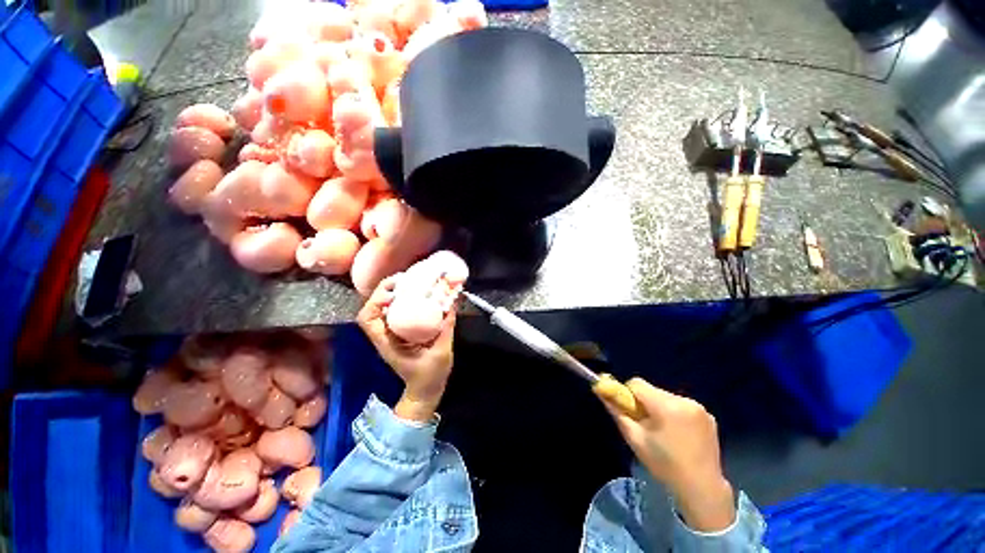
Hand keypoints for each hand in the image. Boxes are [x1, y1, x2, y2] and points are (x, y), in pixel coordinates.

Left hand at [356, 275, 456, 421]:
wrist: (426, 389)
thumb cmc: (430, 374)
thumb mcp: (441, 350)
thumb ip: (446, 326)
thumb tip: (452, 302)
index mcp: (388, 343)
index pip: (367, 318)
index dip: (376, 301)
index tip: (395, 291)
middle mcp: (385, 335)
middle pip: (373, 307)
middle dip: (385, 289)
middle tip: (406, 278)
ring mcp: (391, 333)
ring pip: (383, 308)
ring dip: (393, 292)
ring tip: (411, 281)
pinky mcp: (400, 332)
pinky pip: (396, 311)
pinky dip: (403, 299)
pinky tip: (417, 293)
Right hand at [603, 378, 735, 531]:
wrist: (702, 489)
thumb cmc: (664, 464)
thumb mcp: (635, 439)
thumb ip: (617, 412)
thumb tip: (600, 391)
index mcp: (665, 406)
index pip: (636, 383)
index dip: (627, 394)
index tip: (629, 412)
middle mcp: (684, 400)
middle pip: (652, 391)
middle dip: (645, 403)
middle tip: (646, 426)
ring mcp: (699, 407)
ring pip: (666, 397)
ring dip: (660, 408)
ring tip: (664, 433)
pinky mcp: (708, 415)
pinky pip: (682, 406)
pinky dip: (675, 414)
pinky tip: (679, 435)